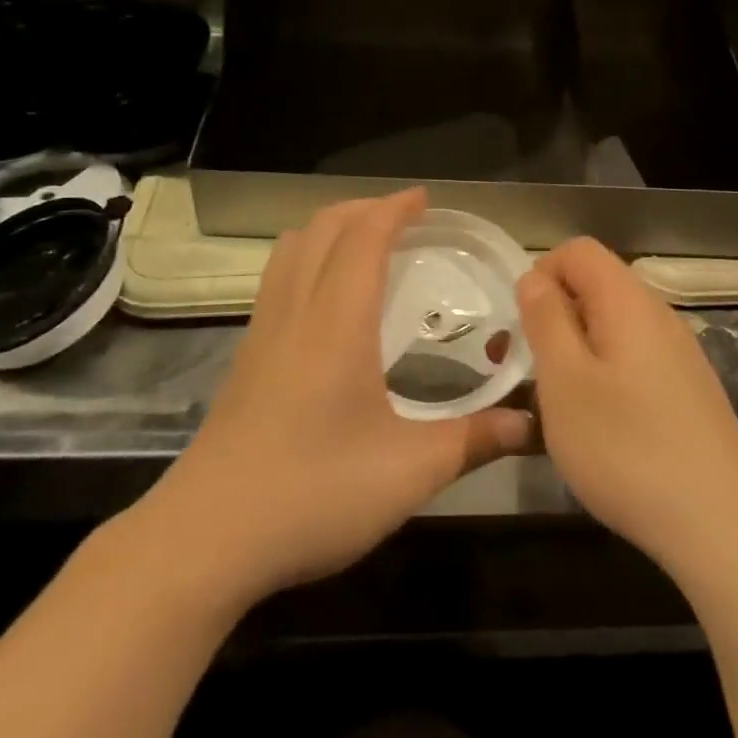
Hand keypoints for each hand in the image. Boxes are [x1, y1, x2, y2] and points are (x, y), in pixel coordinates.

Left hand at [149, 189, 532, 609]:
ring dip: (329, 230)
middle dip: (363, 208)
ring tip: (365, 244)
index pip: (363, 237)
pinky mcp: (244, 360)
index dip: (394, 208)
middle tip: (404, 218)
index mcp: (337, 323)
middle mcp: (295, 313)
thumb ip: (474, 440)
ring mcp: (261, 335)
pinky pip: (276, 281)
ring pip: (290, 250)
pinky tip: (326, 302)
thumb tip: (531, 424)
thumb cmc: (314, 494)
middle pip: (321, 229)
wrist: (206, 538)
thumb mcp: (409, 472)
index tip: (424, 199)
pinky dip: (306, 260)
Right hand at [518, 238, 737, 579]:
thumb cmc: (626, 448)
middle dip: (551, 317)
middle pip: (595, 287)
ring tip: (552, 403)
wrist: (720, 526)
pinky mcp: (687, 391)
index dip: (541, 274)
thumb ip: (545, 319)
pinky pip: (632, 361)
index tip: (521, 326)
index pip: (578, 251)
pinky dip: (602, 376)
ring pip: (611, 328)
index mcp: (628, 302)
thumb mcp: (565, 380)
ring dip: (573, 351)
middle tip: (522, 369)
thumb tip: (535, 277)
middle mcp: (659, 316)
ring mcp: (679, 355)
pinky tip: (597, 427)